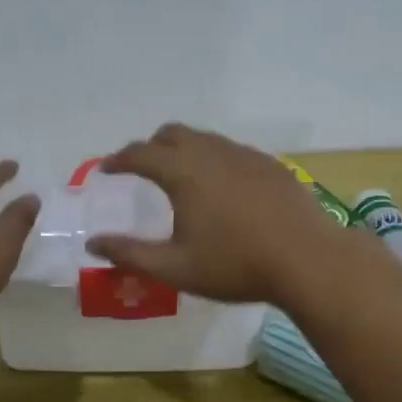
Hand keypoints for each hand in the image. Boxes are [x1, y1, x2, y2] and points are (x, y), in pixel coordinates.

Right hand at [85, 124, 348, 304]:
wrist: (307, 259)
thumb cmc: (236, 265)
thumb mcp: (175, 267)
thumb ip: (130, 253)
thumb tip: (93, 243)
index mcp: (183, 172)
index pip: (140, 154)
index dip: (118, 160)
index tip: (106, 170)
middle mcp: (211, 152)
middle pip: (171, 134)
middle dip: (151, 147)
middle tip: (142, 169)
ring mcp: (244, 154)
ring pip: (204, 139)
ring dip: (184, 150)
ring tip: (182, 178)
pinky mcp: (270, 164)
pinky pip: (231, 151)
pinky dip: (214, 159)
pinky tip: (223, 188)